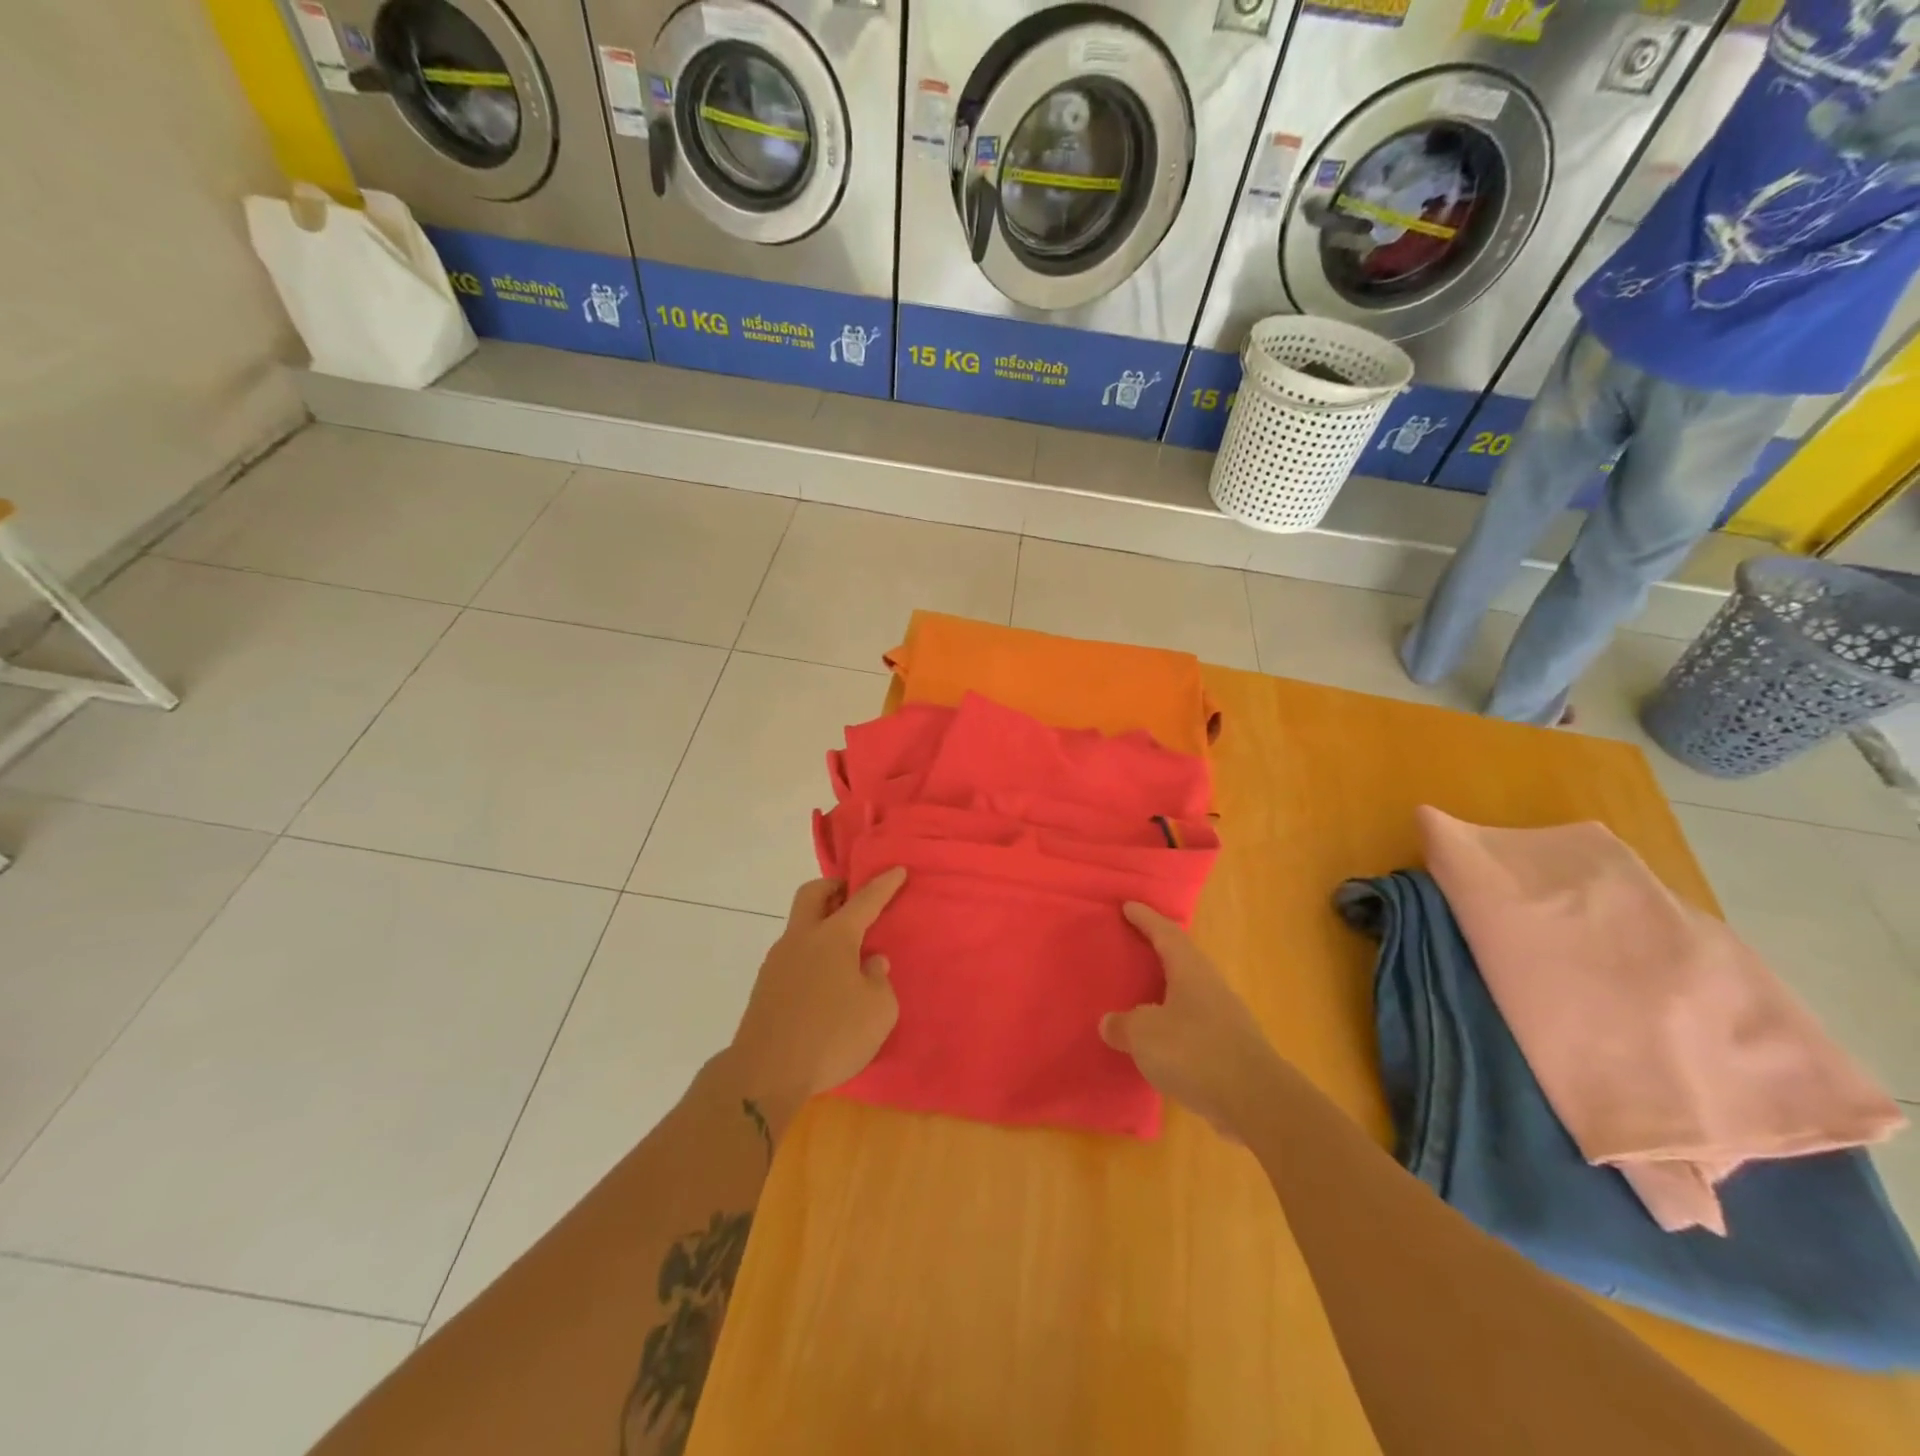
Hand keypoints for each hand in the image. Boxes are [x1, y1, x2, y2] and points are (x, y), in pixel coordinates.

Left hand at [726, 869, 906, 1134]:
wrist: (765, 1073)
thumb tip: (871, 963)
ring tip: (845, 951)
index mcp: (834, 937)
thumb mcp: (878, 1011)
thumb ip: (879, 980)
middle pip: (813, 894)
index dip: (883, 884)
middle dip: (834, 888)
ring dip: (821, 925)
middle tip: (854, 897)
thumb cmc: (831, 1036)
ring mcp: (777, 961)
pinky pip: (792, 956)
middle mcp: (802, 939)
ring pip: (799, 926)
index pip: (864, 900)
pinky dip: (811, 955)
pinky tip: (824, 983)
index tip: (897, 870)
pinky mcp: (765, 987)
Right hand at [1100, 902, 1282, 1140]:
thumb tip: (1110, 1023)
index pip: (1165, 933)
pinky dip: (1176, 1024)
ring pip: (1190, 993)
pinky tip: (1162, 1041)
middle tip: (1135, 945)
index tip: (1128, 906)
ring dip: (1167, 990)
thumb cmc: (1195, 1052)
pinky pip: (1195, 1025)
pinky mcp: (1231, 1049)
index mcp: (1190, 970)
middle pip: (1182, 959)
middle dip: (1159, 950)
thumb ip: (1123, 1025)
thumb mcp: (1144, 1035)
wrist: (1256, 1101)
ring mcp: (1225, 1018)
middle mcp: (1210, 986)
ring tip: (1143, 994)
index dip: (1146, 919)